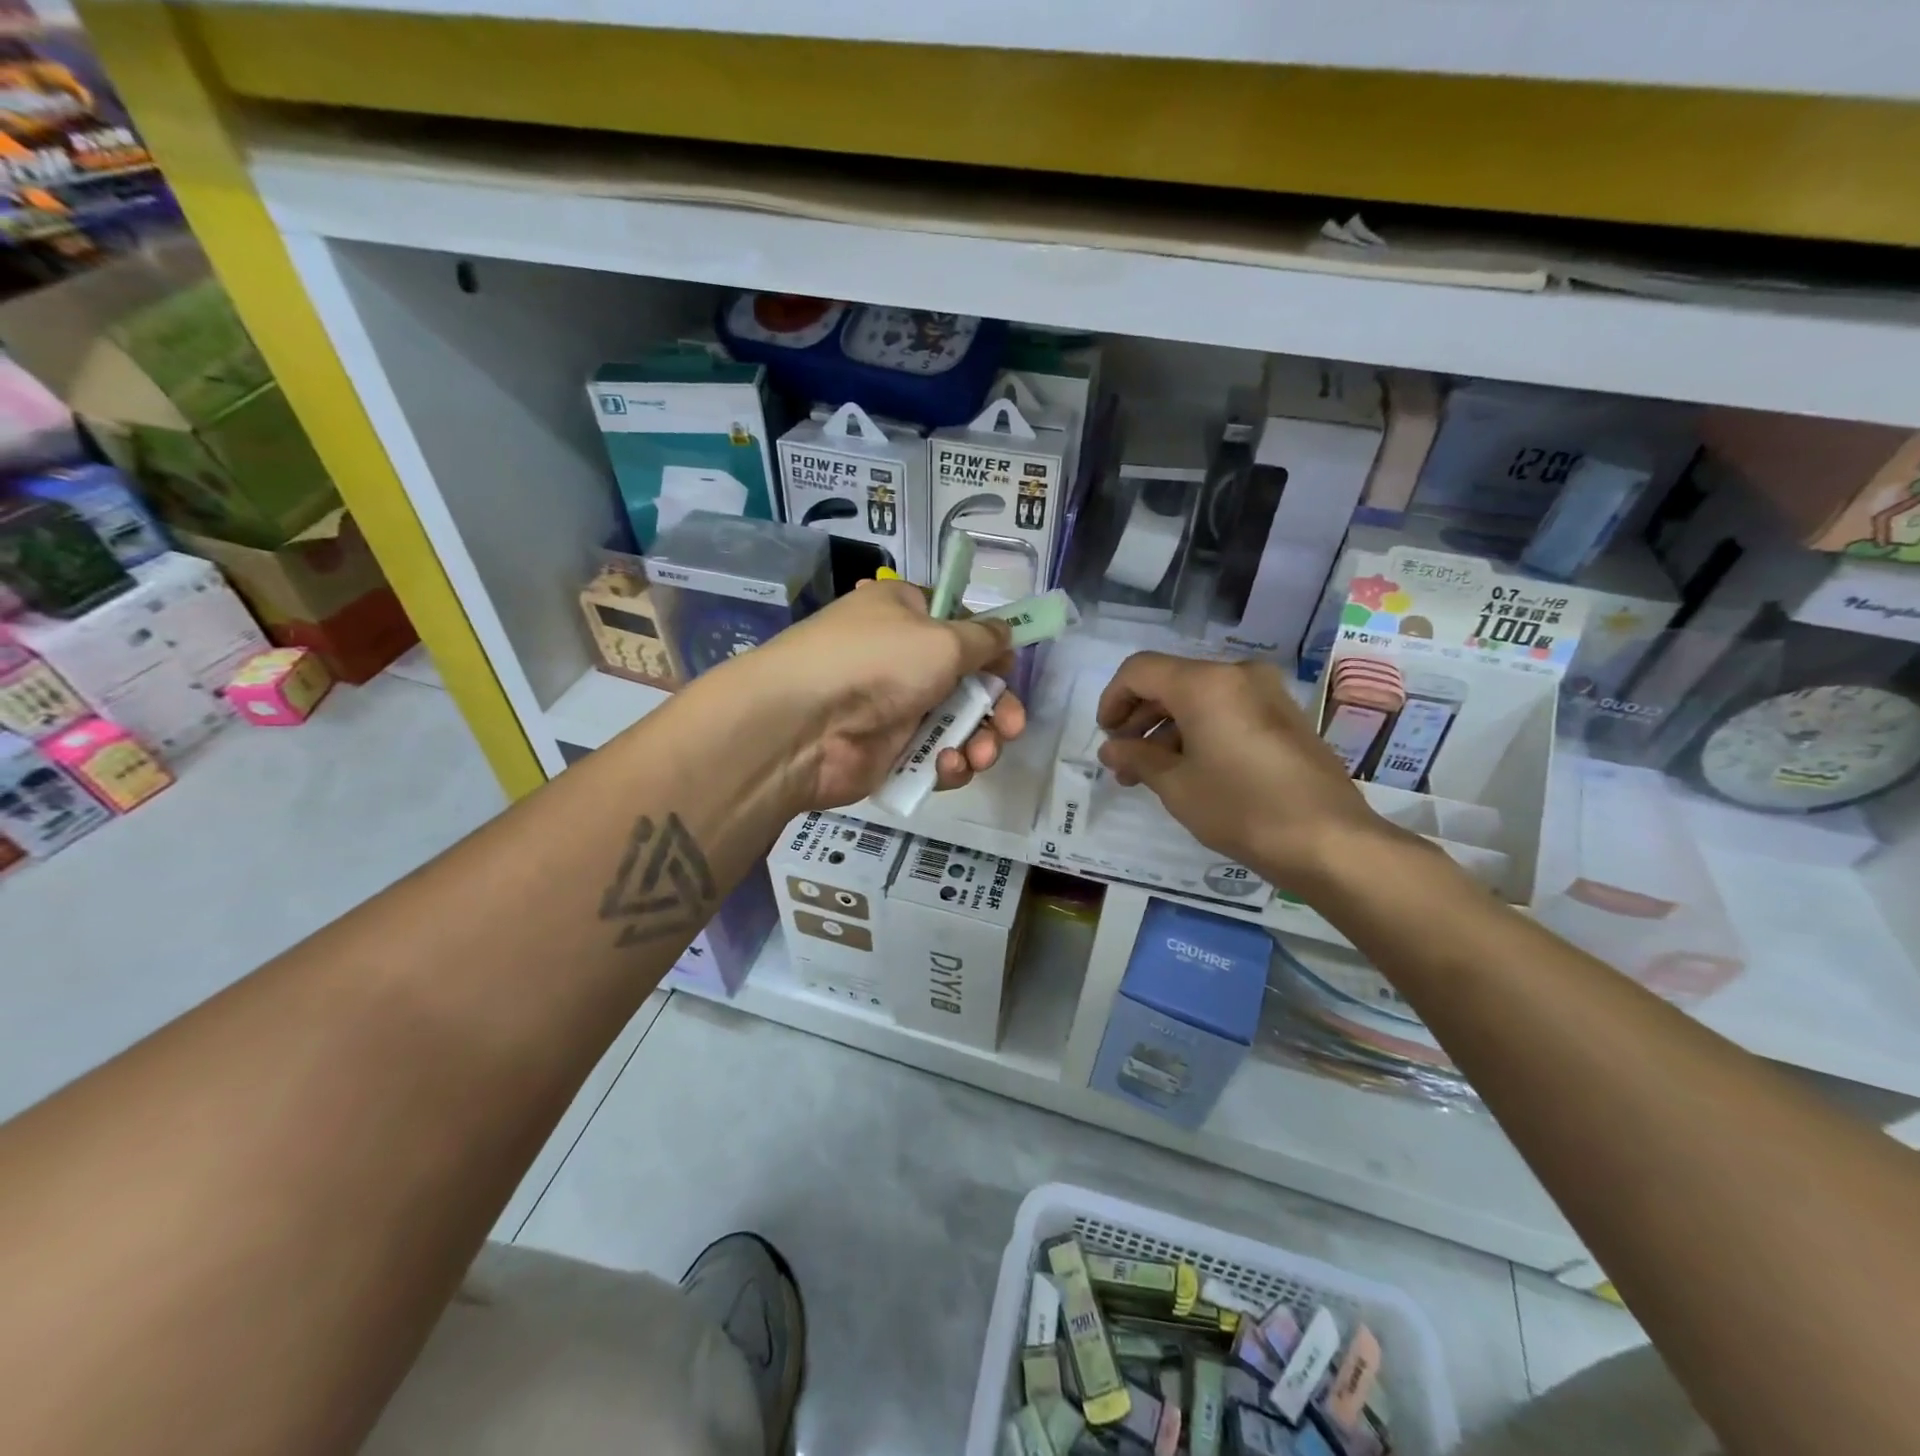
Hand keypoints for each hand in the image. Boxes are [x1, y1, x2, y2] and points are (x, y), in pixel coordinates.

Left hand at [724, 577, 1027, 810]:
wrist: (805, 726)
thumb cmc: (878, 663)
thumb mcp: (943, 639)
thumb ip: (983, 639)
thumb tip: (1005, 632)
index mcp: (906, 614)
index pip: (958, 625)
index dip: (989, 648)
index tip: (1008, 669)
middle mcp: (900, 657)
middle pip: (967, 682)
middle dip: (997, 707)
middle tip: (1013, 727)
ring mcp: (894, 708)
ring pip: (956, 725)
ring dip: (980, 740)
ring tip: (982, 755)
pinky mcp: (889, 753)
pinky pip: (934, 757)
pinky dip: (948, 764)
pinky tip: (947, 767)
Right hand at [1096, 652, 1404, 894]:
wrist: (1329, 840)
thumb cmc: (1241, 808)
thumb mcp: (1176, 785)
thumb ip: (1136, 758)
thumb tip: (1110, 749)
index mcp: (1205, 683)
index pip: (1139, 670)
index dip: (1112, 699)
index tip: (1106, 736)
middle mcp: (1236, 674)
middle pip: (1170, 682)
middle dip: (1139, 719)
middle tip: (1123, 762)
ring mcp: (1266, 693)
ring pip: (1199, 698)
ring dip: (1167, 730)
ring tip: (1151, 774)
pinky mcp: (1284, 716)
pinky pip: (1227, 710)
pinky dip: (1199, 731)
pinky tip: (1189, 770)